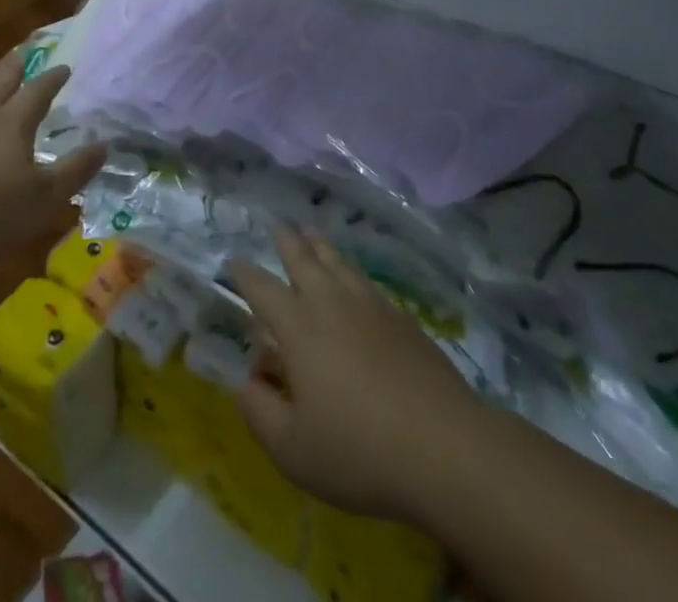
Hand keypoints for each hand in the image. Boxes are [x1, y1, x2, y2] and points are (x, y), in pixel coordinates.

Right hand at [229, 229, 475, 523]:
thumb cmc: (359, 451)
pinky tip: (355, 280)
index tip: (233, 261)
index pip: (263, 289)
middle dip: (288, 241)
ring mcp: (371, 307)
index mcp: (299, 329)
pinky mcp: (403, 320)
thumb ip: (260, 413)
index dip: (245, 274)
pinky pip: (368, 282)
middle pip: (305, 260)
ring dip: (322, 247)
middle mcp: (332, 304)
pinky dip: (352, 271)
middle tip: (279, 227)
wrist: (444, 446)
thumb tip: (246, 382)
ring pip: (339, 264)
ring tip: (313, 234)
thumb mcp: (293, 450)